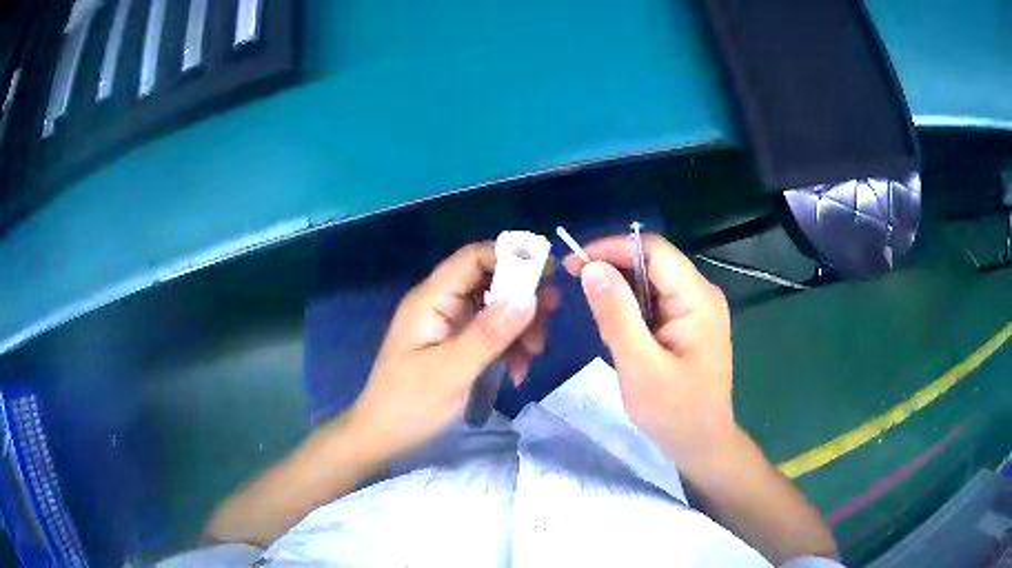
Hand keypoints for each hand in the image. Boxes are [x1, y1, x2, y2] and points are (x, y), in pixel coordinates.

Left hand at [349, 242, 558, 460]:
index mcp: (432, 299)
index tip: (550, 275)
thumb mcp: (452, 371)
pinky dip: (509, 348)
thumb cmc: (410, 405)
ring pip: (497, 309)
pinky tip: (516, 372)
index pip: (474, 258)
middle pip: (491, 282)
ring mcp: (449, 325)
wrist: (383, 437)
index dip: (513, 257)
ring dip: (520, 329)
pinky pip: (492, 334)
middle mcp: (441, 304)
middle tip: (548, 321)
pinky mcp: (456, 345)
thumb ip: (490, 333)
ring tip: (530, 359)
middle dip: (523, 300)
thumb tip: (530, 295)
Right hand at [563, 234, 735, 473]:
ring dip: (620, 298)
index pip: (653, 250)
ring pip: (649, 284)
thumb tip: (591, 268)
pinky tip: (620, 339)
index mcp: (697, 298)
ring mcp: (695, 311)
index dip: (612, 248)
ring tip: (603, 330)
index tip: (573, 264)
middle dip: (613, 274)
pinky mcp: (687, 326)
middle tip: (579, 298)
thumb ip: (616, 314)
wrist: (702, 445)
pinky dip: (630, 314)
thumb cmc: (675, 412)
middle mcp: (700, 295)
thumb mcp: (639, 365)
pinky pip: (654, 305)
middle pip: (651, 263)